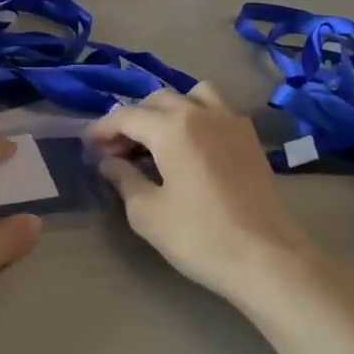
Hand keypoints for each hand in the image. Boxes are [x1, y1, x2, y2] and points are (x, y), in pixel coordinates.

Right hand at [87, 84, 320, 306]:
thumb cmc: (199, 236)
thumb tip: (109, 162)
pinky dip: (196, 118)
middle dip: (132, 120)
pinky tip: (190, 149)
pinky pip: (216, 111)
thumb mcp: (147, 213)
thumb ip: (123, 179)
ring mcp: (230, 122)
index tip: (87, 145)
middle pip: (157, 100)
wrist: (267, 257)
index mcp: (172, 127)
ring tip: (157, 139)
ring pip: (192, 96)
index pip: (126, 116)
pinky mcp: (249, 139)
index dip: (102, 129)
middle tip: (117, 151)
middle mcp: (201, 112)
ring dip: (168, 110)